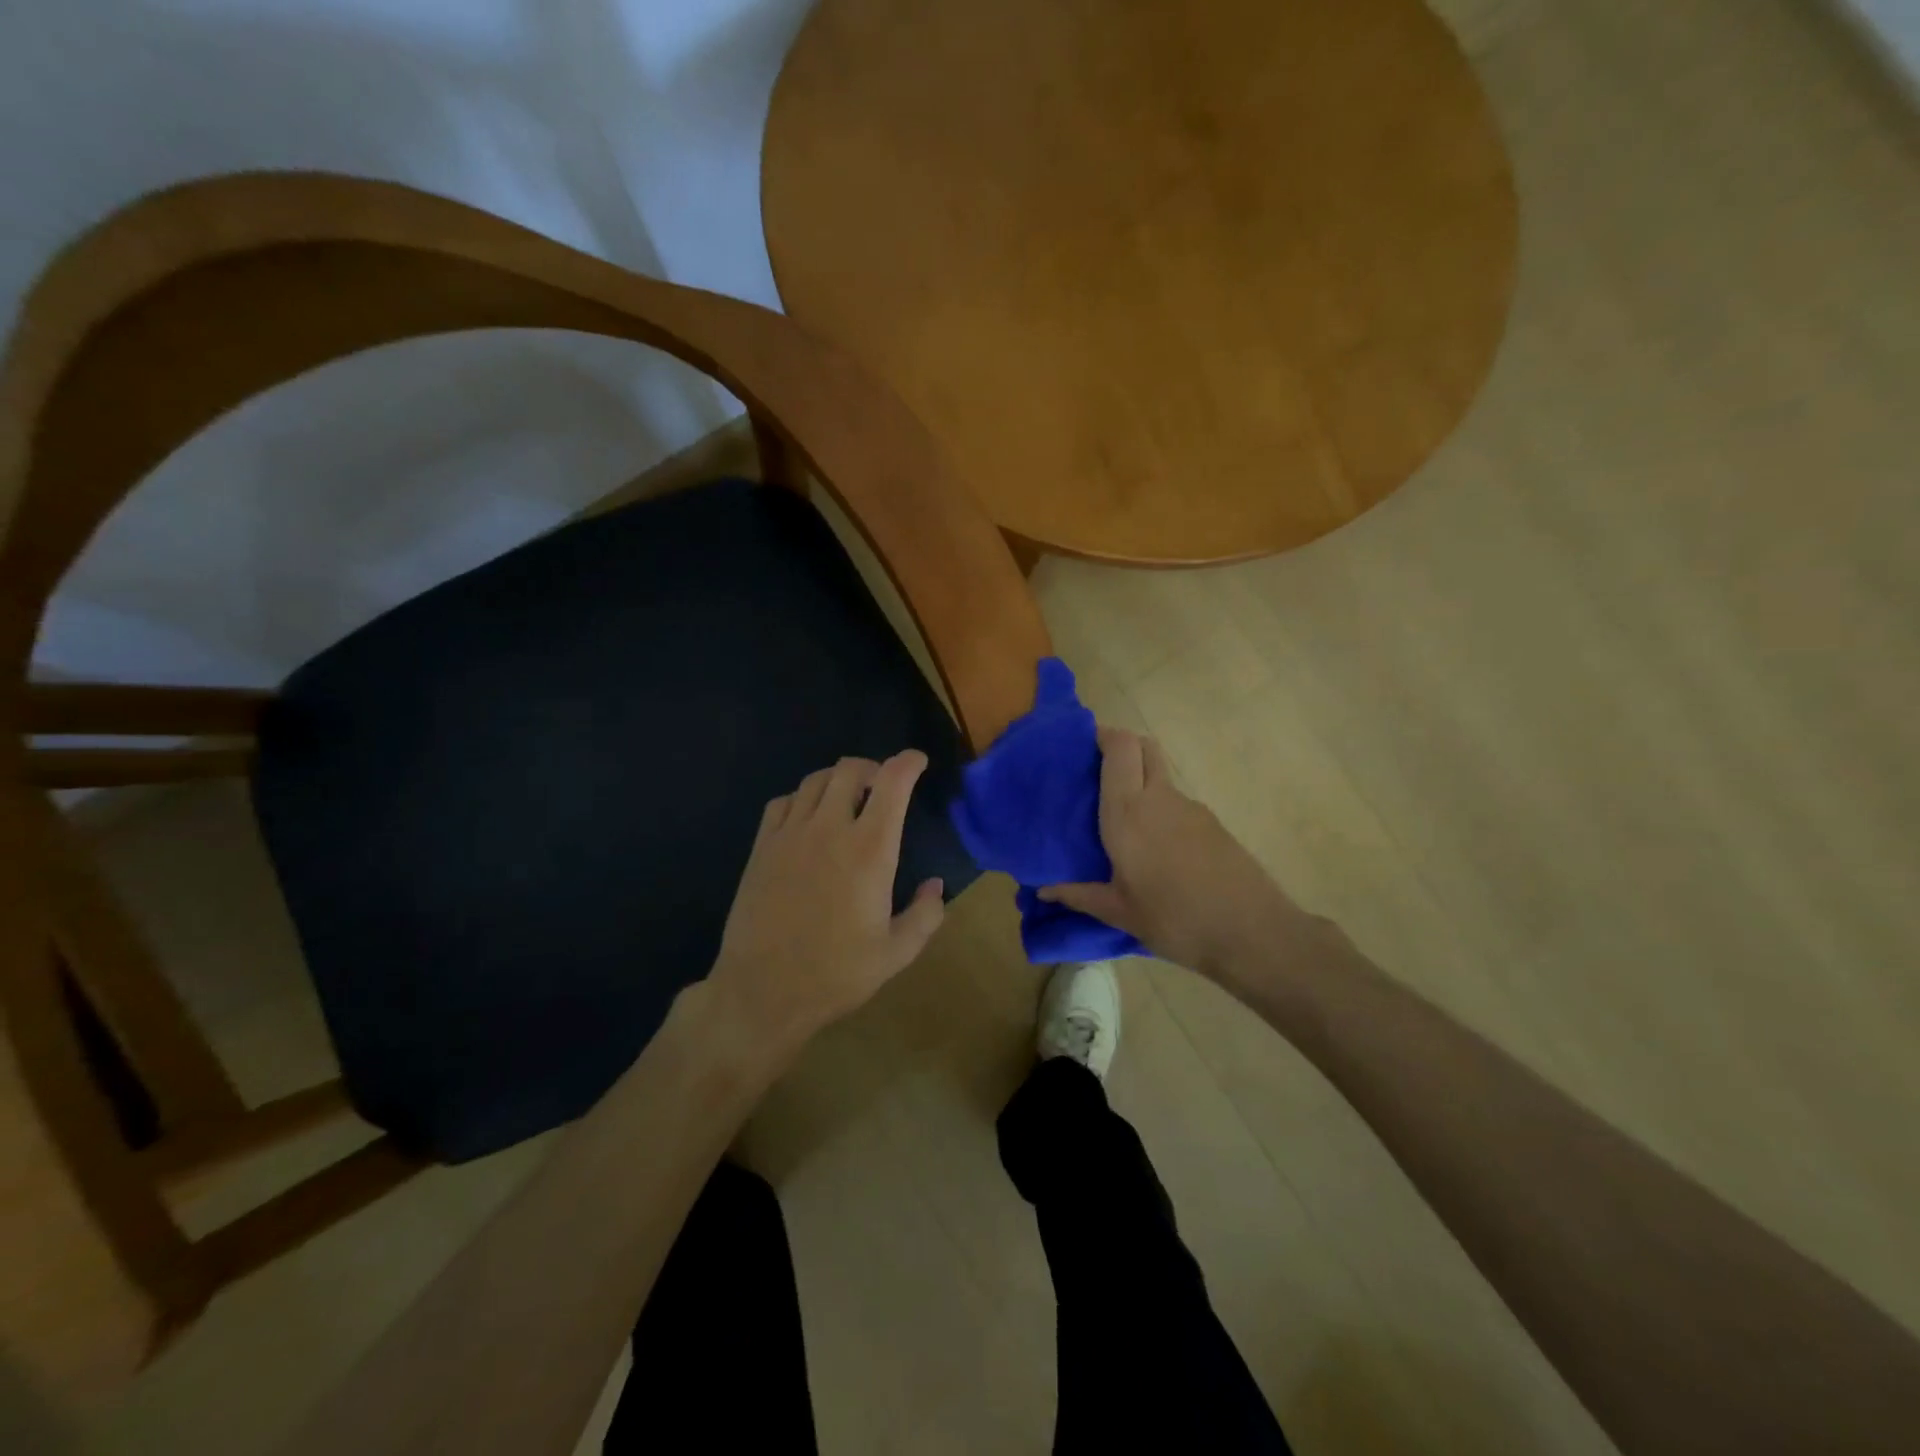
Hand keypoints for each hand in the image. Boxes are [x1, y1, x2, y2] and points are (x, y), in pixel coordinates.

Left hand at [703, 750, 945, 1062]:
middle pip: (850, 769)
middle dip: (873, 768)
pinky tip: (808, 818)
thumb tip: (935, 885)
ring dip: (838, 779)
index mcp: (870, 850)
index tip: (918, 761)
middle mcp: (830, 829)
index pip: (892, 783)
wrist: (762, 991)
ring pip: (816, 780)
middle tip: (883, 786)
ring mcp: (790, 834)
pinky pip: (783, 801)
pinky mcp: (762, 847)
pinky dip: (803, 798)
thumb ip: (925, 915)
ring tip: (848, 799)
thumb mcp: (896, 953)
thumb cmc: (836, 973)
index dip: (908, 763)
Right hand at [1040, 727, 1308, 979]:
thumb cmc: (1174, 919)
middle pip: (1144, 747)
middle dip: (1122, 747)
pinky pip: (1177, 804)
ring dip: (1141, 782)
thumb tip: (1044, 890)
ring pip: (1161, 776)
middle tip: (1099, 772)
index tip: (1082, 746)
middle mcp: (1159, 798)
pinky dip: (1161, 810)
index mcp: (1128, 811)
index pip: (1120, 747)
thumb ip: (1080, 895)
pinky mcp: (1213, 824)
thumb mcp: (1120, 912)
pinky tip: (1157, 849)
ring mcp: (1191, 808)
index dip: (1103, 736)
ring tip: (1124, 821)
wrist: (1251, 933)